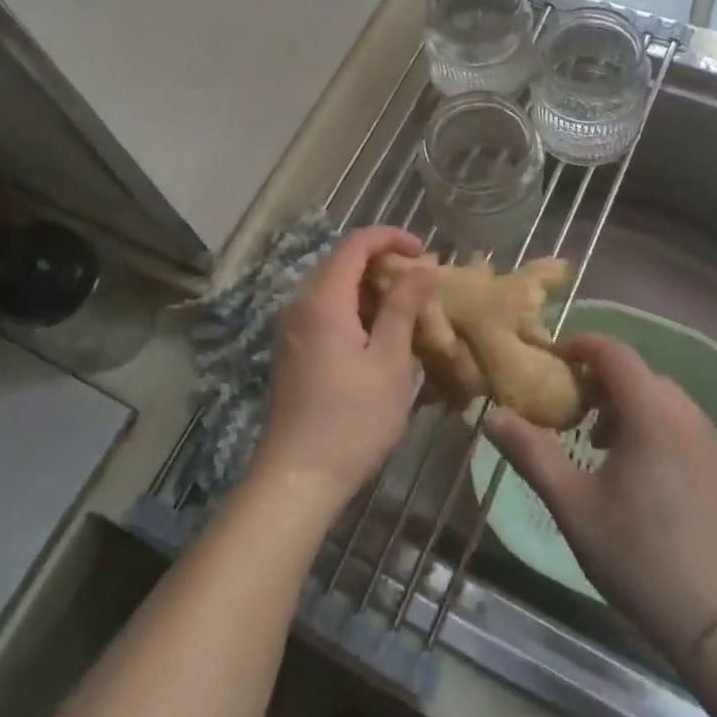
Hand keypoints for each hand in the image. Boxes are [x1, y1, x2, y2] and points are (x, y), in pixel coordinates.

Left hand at [250, 226, 435, 513]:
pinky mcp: (291, 349)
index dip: (391, 237)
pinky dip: (353, 308)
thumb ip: (403, 308)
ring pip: (332, 286)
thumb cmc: (352, 420)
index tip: (425, 251)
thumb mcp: (389, 362)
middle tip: (421, 281)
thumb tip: (422, 268)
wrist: (296, 478)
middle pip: (341, 261)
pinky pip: (323, 310)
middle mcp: (299, 304)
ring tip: (407, 307)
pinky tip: (379, 334)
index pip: (355, 243)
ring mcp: (291, 328)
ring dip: (369, 286)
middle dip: (383, 261)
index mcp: (323, 300)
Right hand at [485, 333, 716, 668]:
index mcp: (651, 412)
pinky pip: (687, 427)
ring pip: (665, 401)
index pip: (614, 352)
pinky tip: (646, 476)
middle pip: (640, 375)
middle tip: (574, 414)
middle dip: (602, 382)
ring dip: (630, 407)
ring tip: (605, 449)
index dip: (580, 346)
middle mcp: (689, 414)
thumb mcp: (572, 503)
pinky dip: (659, 429)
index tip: (554, 362)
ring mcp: (716, 441)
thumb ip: (531, 452)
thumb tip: (492, 415)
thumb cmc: (636, 553)